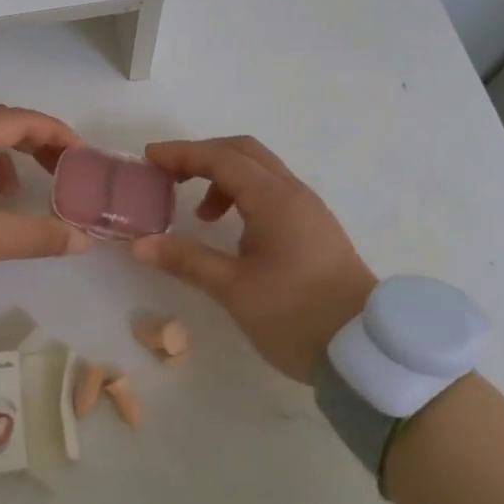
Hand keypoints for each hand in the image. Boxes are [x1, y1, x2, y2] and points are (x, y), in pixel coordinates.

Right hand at [131, 136, 375, 383]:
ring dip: (224, 178)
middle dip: (203, 156)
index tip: (149, 158)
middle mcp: (293, 193)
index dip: (182, 154)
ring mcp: (308, 210)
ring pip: (260, 172)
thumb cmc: (296, 315)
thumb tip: (139, 244)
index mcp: (274, 199)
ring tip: (200, 215)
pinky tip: (232, 232)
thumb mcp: (233, 289)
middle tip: (169, 175)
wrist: (364, 351)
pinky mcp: (315, 229)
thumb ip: (186, 260)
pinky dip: (243, 195)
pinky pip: (273, 192)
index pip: (221, 158)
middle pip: (243, 152)